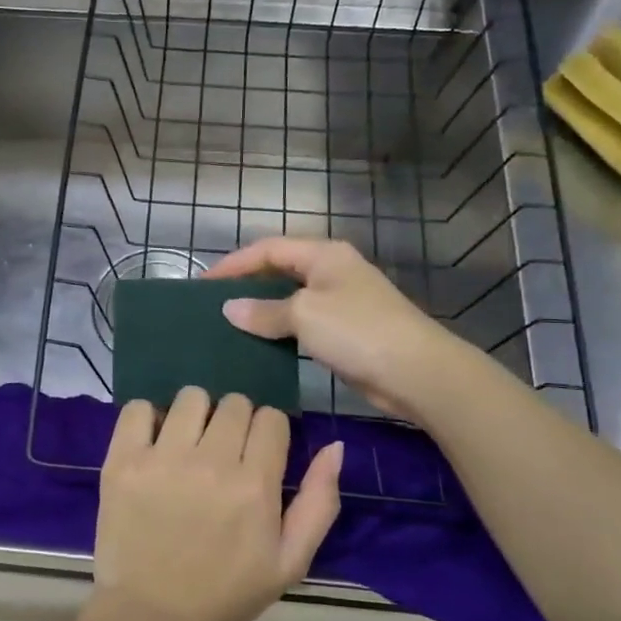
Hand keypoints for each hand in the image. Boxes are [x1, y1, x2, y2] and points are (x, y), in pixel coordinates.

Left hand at [92, 388, 342, 620]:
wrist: (151, 616)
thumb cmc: (224, 593)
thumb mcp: (289, 562)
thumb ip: (318, 503)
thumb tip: (335, 447)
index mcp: (254, 486)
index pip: (271, 418)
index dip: (268, 433)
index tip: (256, 454)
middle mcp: (210, 463)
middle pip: (234, 403)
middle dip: (235, 422)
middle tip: (222, 453)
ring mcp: (162, 459)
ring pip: (191, 397)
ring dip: (195, 415)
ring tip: (187, 446)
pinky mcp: (123, 461)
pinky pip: (139, 408)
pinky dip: (148, 418)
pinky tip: (153, 443)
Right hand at [208, 238, 461, 420]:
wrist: (417, 372)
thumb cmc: (357, 331)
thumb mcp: (304, 315)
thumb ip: (264, 311)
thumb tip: (229, 309)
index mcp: (324, 254)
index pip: (268, 249)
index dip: (234, 264)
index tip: (204, 285)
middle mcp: (333, 271)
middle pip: (280, 269)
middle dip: (247, 284)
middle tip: (214, 304)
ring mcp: (342, 301)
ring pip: (291, 298)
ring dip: (263, 309)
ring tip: (230, 325)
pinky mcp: (347, 330)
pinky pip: (304, 323)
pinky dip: (281, 330)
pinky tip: (262, 345)